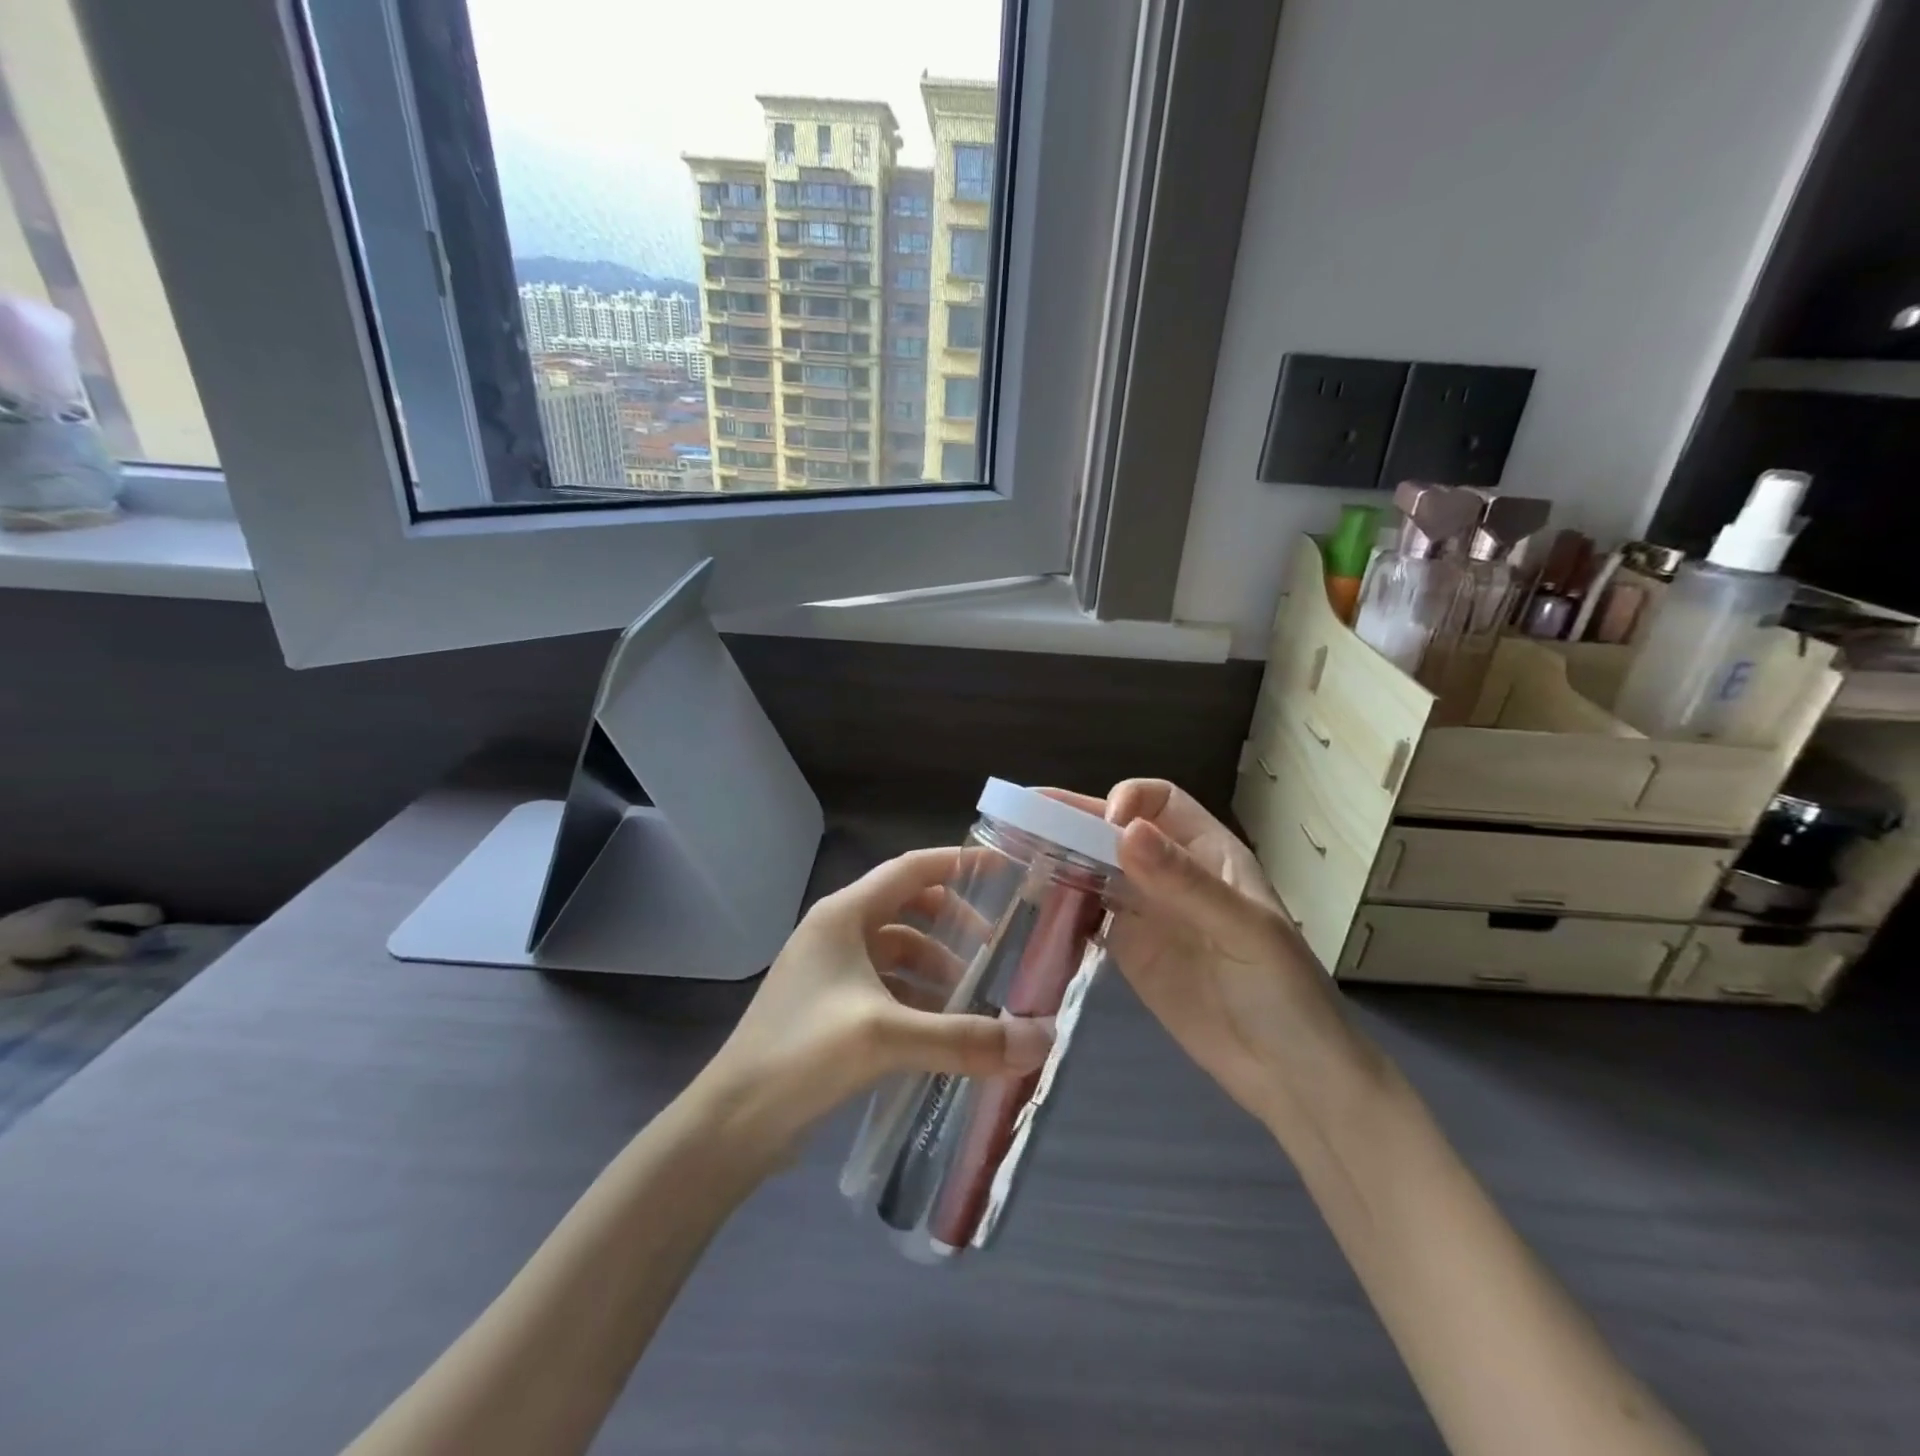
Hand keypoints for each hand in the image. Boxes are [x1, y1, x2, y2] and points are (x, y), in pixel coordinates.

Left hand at [704, 848, 1054, 1144]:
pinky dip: (915, 998)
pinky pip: (884, 986)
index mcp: (843, 915)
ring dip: (935, 968)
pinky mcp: (827, 1007)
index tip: (1004, 869)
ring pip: (896, 952)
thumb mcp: (887, 1038)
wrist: (731, 1123)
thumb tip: (1041, 1041)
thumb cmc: (803, 1054)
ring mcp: (828, 970)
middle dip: (952, 925)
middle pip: (907, 908)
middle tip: (995, 949)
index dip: (958, 864)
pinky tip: (939, 1031)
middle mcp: (836, 932)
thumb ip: (966, 1038)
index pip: (910, 869)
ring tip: (973, 1001)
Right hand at [1050, 780, 1369, 1129]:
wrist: (1288, 1076)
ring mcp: (1147, 913)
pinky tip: (1033, 902)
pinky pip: (1088, 914)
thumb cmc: (1283, 992)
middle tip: (1018, 816)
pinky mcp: (1129, 950)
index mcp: (1208, 853)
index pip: (1160, 801)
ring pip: (1096, 868)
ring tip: (1012, 854)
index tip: (1102, 825)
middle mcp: (1171, 873)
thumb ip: (1185, 881)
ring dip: (1060, 858)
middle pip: (1116, 831)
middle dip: (1072, 820)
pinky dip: (1061, 904)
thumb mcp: (1243, 930)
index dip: (1128, 800)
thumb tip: (1125, 830)